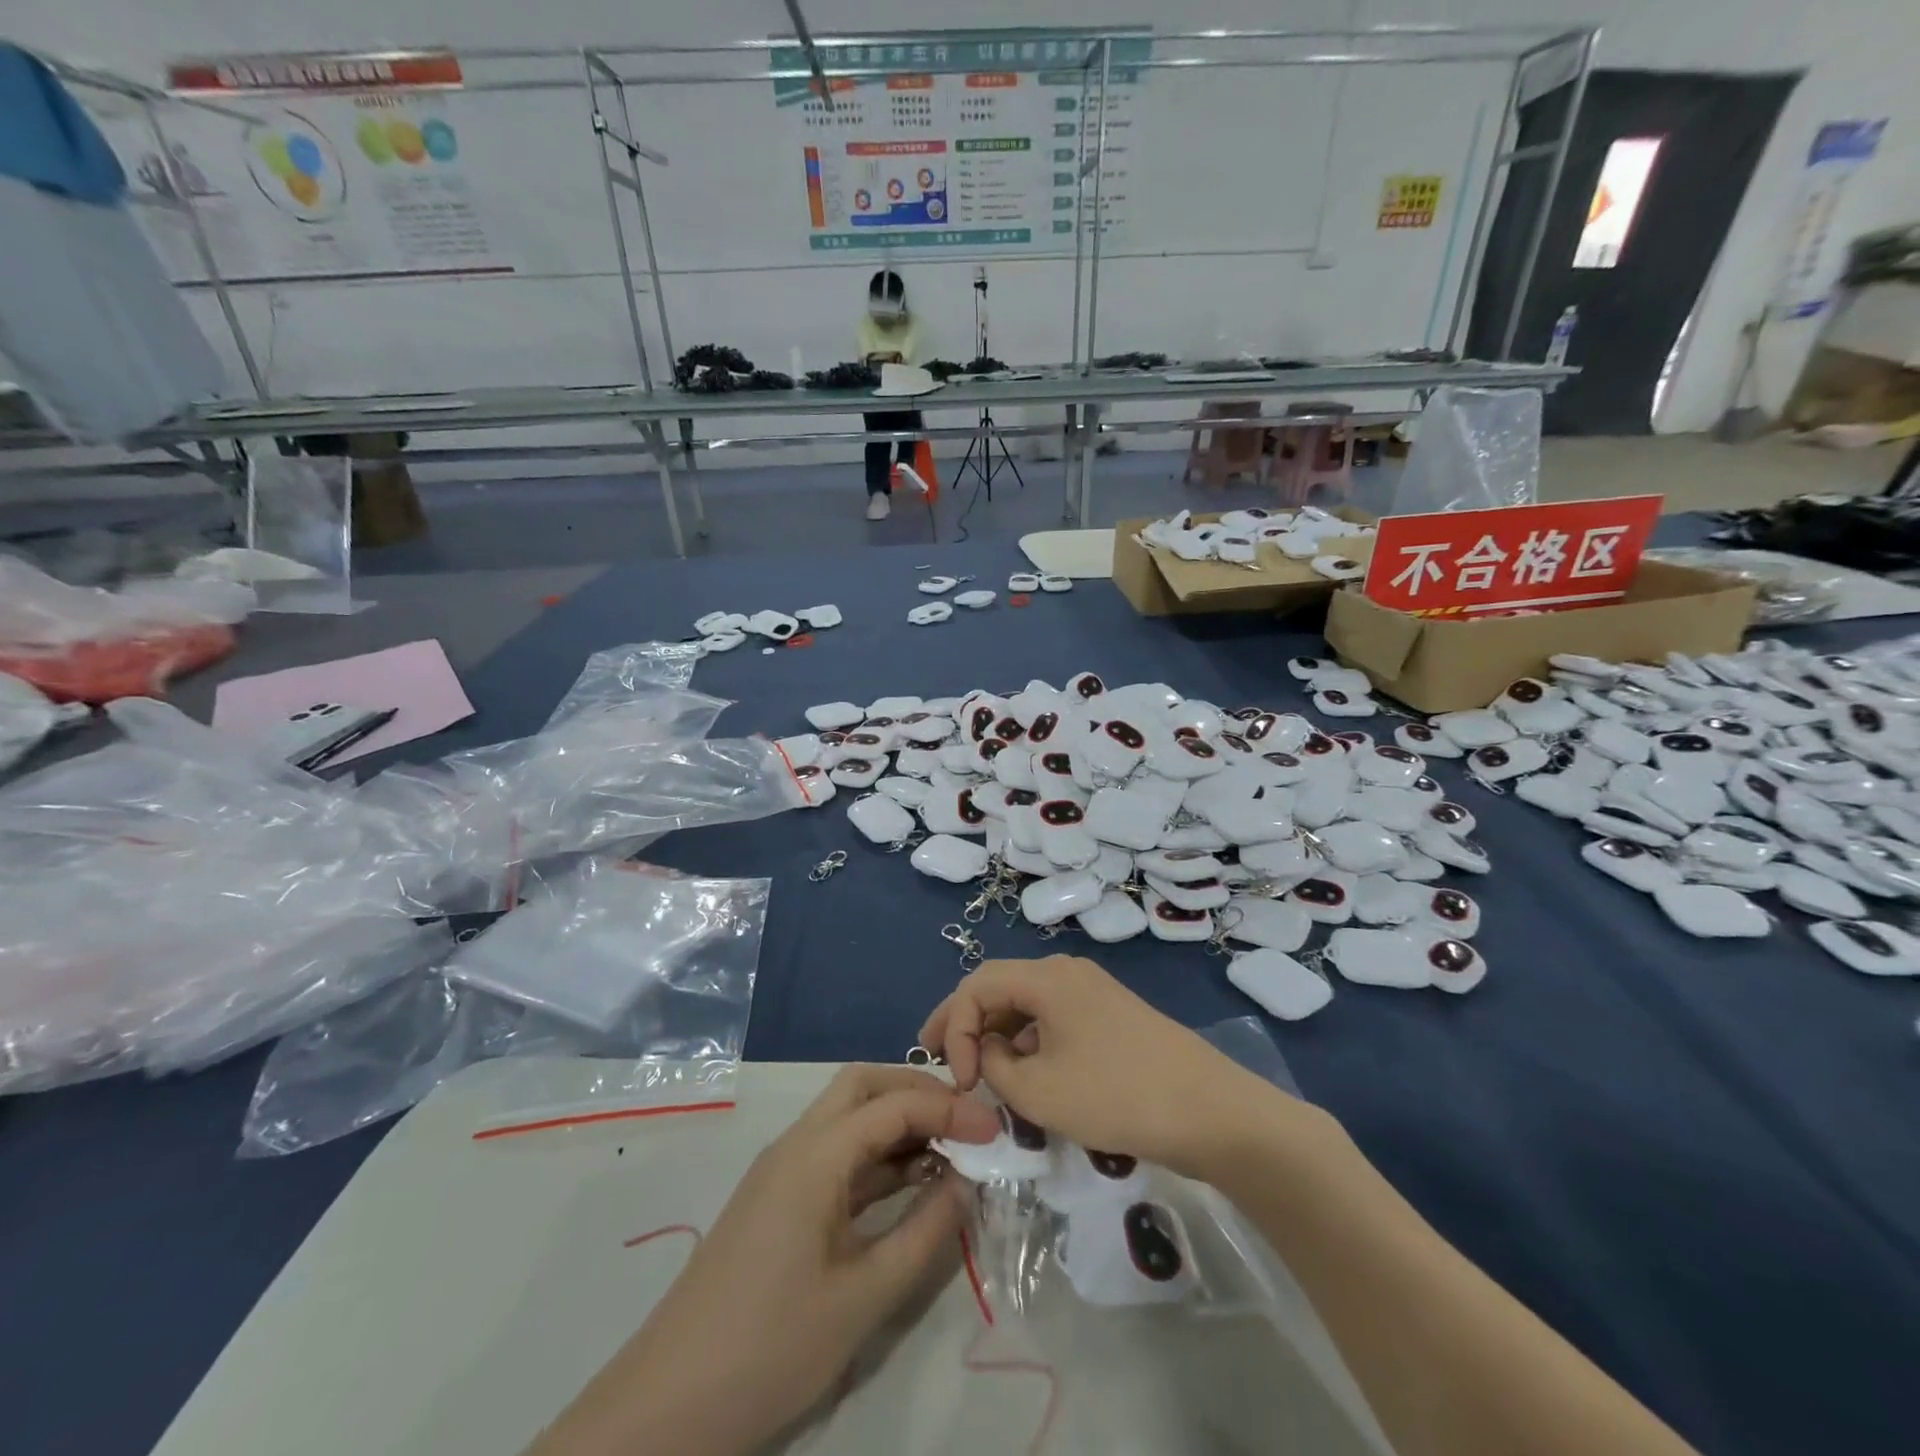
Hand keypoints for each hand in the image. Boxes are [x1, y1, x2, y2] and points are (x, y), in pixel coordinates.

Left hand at [526, 1066, 996, 1455]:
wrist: (667, 1404)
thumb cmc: (770, 1346)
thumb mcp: (864, 1296)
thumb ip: (924, 1232)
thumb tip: (966, 1182)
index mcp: (815, 1154)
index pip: (894, 1105)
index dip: (950, 1111)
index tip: (996, 1130)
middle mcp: (796, 1144)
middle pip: (862, 1086)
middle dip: (917, 1091)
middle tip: (965, 1120)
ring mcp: (782, 1170)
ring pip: (847, 1116)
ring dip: (896, 1120)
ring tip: (948, 1148)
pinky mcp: (777, 1199)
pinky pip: (835, 1153)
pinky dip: (876, 1154)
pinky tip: (907, 1182)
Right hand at [918, 955, 1290, 1178]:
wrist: (1210, 1112)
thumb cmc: (1116, 1096)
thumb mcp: (1038, 1091)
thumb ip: (993, 1067)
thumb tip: (987, 1052)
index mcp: (1047, 978)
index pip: (977, 985)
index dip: (954, 1026)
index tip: (956, 1078)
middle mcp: (1067, 973)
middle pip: (1001, 988)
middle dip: (967, 1024)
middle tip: (941, 1060)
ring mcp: (1093, 994)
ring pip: (1028, 1006)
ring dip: (998, 1037)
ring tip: (981, 1076)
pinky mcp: (1110, 1018)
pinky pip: (1054, 1021)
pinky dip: (1030, 1045)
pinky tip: (1027, 1079)